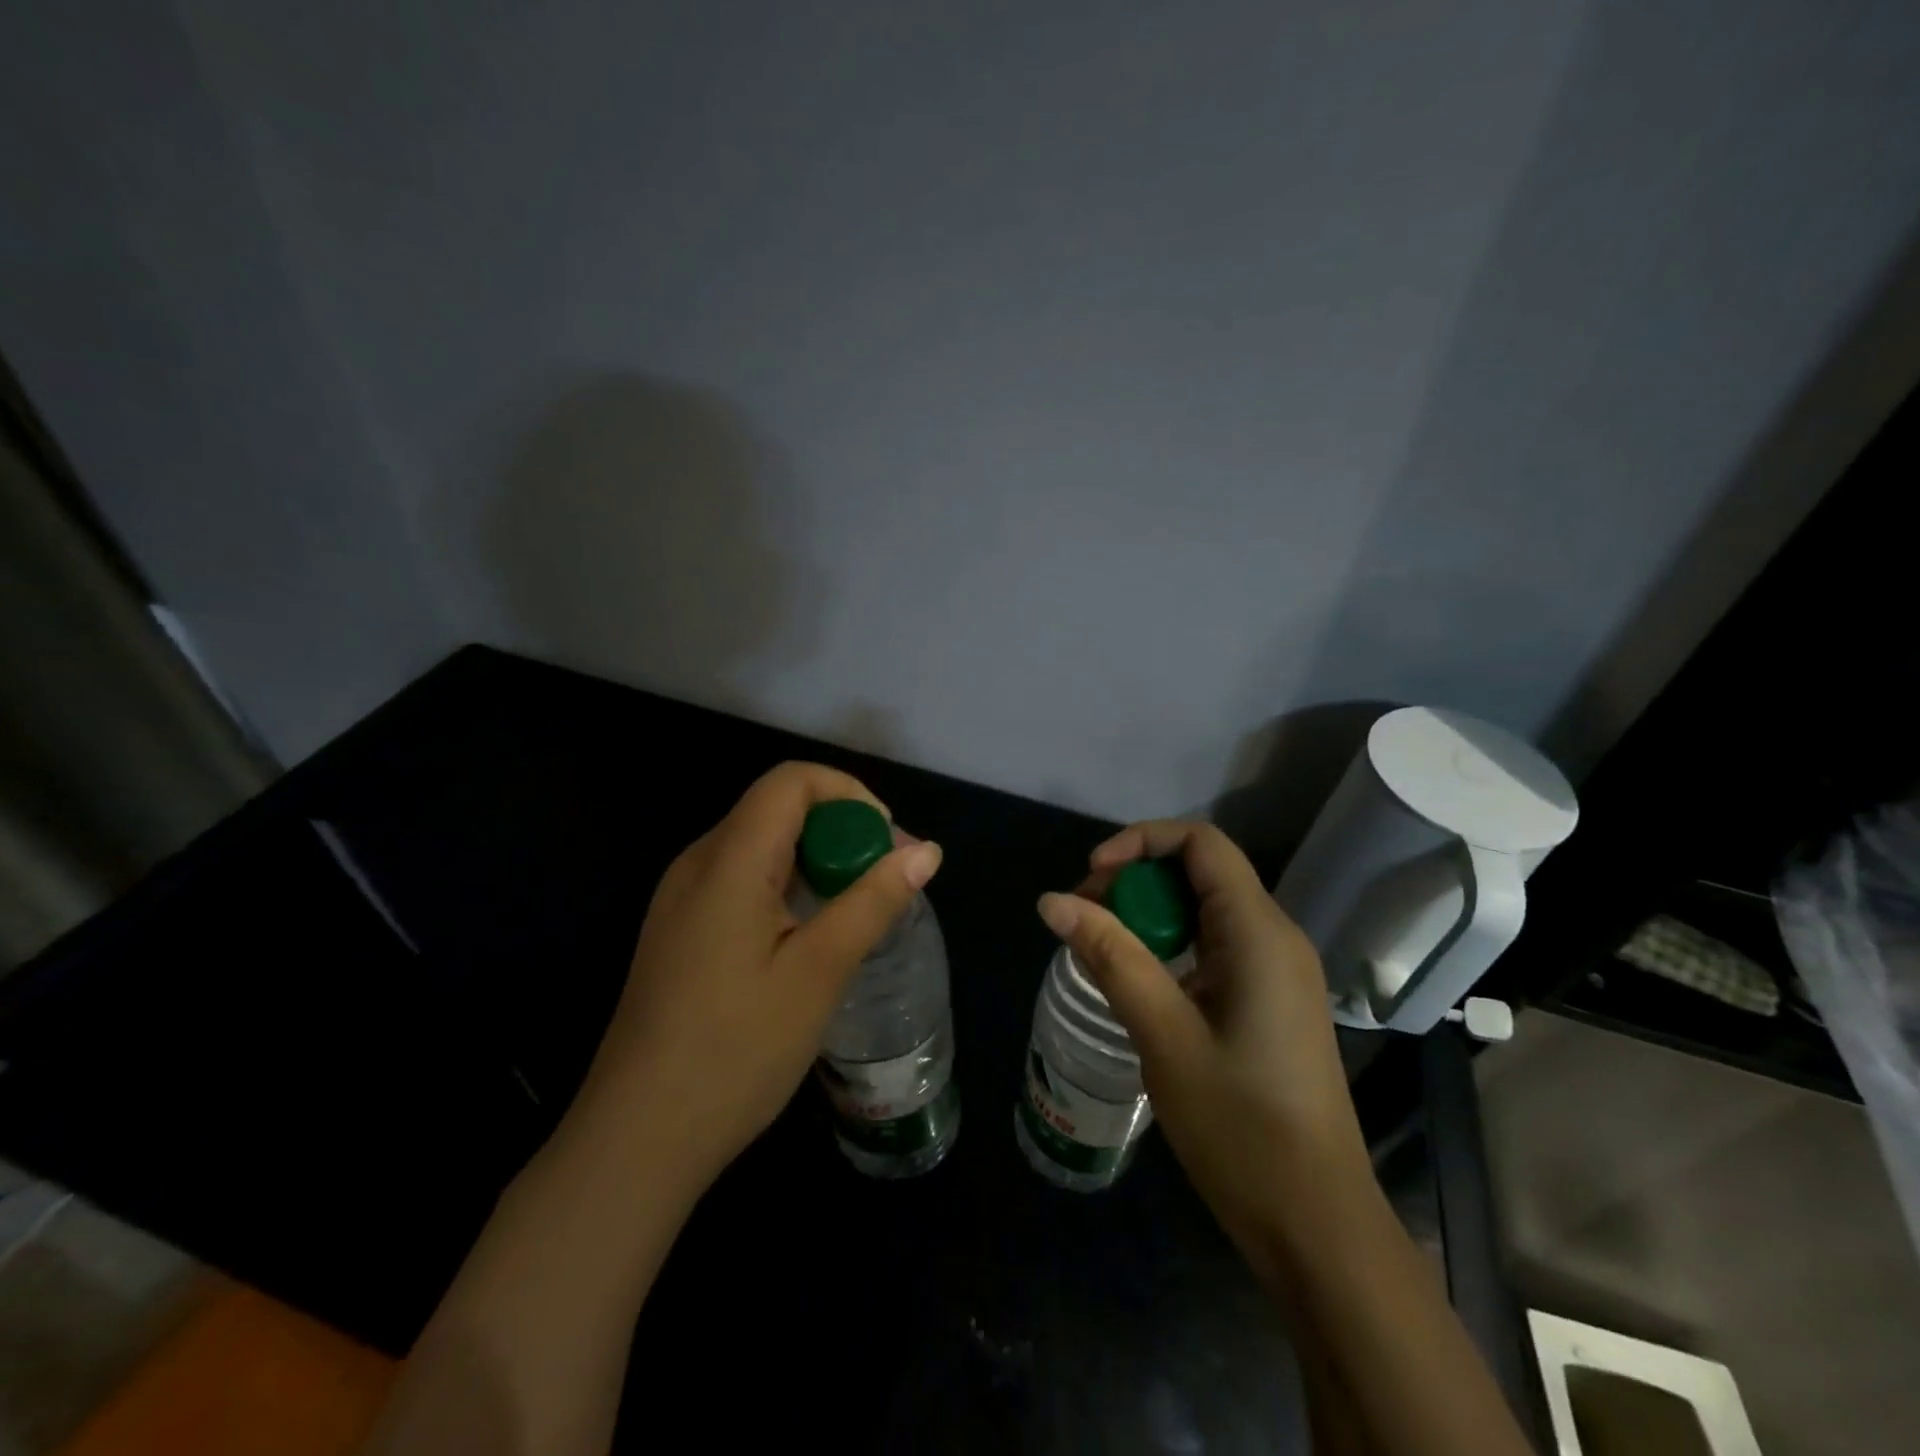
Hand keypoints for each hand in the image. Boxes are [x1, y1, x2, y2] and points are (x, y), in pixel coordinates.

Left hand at [577, 762, 942, 1188]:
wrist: (636, 1140)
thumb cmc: (734, 1052)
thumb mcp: (818, 973)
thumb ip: (873, 902)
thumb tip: (927, 851)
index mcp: (728, 861)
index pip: (791, 781)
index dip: (849, 795)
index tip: (886, 846)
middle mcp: (698, 864)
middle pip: (778, 809)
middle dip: (841, 831)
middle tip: (884, 886)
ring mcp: (682, 898)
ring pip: (763, 845)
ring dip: (818, 862)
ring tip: (855, 914)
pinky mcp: (681, 929)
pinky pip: (743, 880)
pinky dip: (789, 887)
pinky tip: (809, 939)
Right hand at [1036, 821, 1367, 1263]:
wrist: (1316, 1224)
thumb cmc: (1240, 1126)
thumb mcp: (1163, 1034)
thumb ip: (1109, 957)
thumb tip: (1051, 900)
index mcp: (1259, 933)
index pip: (1201, 843)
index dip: (1141, 842)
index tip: (1092, 876)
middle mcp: (1275, 938)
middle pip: (1200, 871)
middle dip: (1135, 878)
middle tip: (1084, 917)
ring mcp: (1276, 971)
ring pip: (1204, 909)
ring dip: (1148, 914)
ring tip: (1098, 946)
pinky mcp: (1268, 1001)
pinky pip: (1213, 946)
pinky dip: (1169, 946)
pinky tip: (1135, 980)